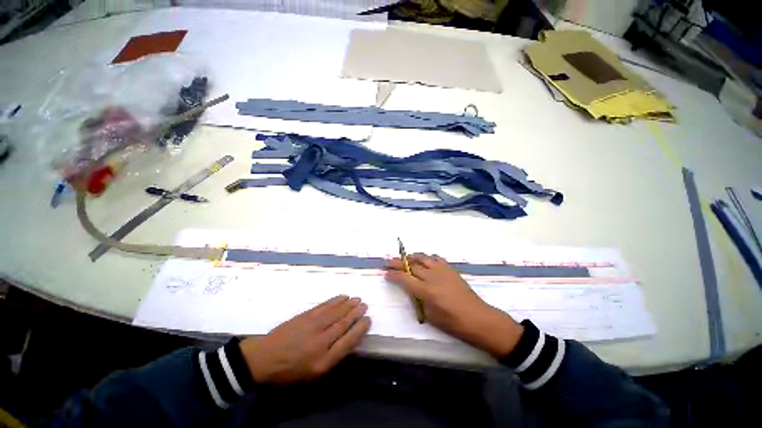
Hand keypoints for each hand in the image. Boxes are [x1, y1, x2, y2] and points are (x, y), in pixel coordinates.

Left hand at [239, 295, 370, 383]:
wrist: (264, 358)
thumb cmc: (290, 371)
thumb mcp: (313, 375)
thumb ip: (333, 359)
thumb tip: (349, 342)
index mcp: (324, 360)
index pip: (348, 341)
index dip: (360, 329)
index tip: (368, 320)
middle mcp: (321, 341)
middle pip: (343, 323)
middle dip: (356, 313)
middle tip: (364, 305)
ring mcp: (313, 325)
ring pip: (336, 312)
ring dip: (348, 304)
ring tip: (357, 299)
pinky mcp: (306, 315)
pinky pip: (325, 306)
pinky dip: (335, 300)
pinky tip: (342, 297)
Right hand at [386, 254, 523, 357]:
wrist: (476, 317)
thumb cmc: (452, 322)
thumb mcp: (429, 315)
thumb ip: (417, 299)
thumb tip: (411, 289)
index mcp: (425, 290)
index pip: (404, 278)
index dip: (393, 275)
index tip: (386, 274)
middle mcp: (432, 276)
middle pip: (410, 265)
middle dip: (397, 263)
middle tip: (389, 261)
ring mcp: (442, 270)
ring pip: (422, 257)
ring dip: (411, 257)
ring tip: (404, 258)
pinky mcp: (450, 268)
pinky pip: (435, 258)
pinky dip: (427, 257)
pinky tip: (425, 260)